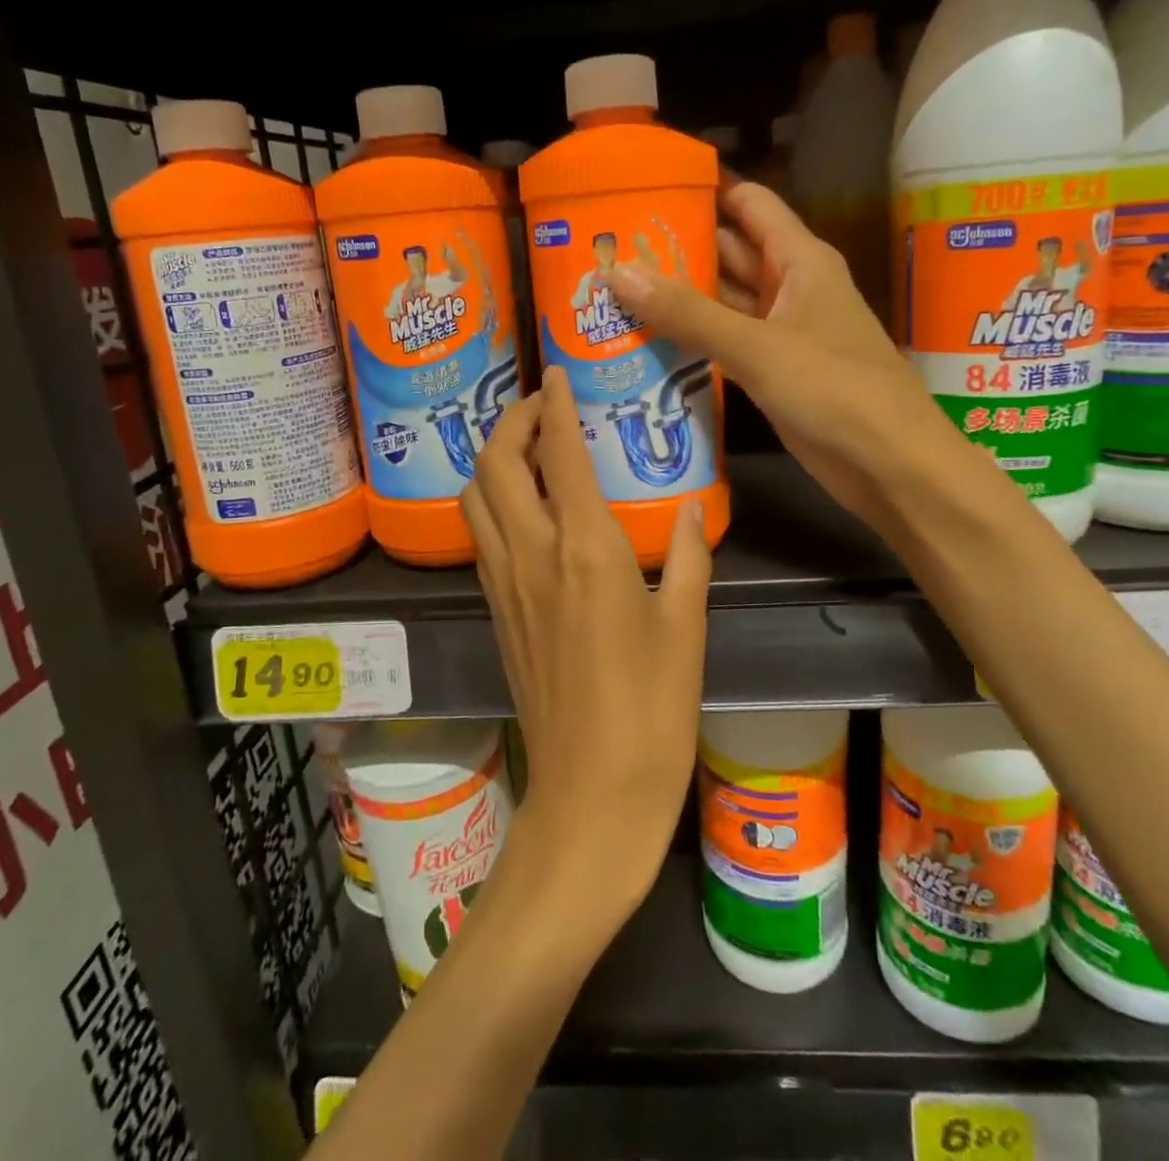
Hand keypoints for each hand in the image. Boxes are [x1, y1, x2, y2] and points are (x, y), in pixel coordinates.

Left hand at [460, 366, 711, 924]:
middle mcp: (532, 556)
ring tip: (526, 448)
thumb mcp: (685, 628)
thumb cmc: (651, 713)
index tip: (557, 373)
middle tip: (540, 407)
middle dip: (511, 421)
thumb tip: (693, 507)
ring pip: (475, 498)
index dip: (555, 406)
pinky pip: (481, 536)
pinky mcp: (495, 612)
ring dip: (491, 459)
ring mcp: (504, 585)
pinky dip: (490, 500)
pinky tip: (522, 506)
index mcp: (585, 551)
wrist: (590, 795)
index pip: (559, 455)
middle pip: (495, 465)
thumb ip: (689, 557)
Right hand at [608, 180, 953, 533]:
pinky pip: (724, 344)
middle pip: (729, 252)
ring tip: (612, 288)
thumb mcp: (757, 346)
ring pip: (723, 302)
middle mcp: (790, 288)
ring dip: (679, 297)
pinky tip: (645, 340)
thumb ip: (688, 312)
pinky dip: (691, 341)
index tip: (647, 182)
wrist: (889, 465)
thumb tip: (618, 273)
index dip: (705, 187)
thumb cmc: (835, 389)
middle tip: (609, 244)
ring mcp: (781, 333)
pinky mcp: (772, 373)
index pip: (749, 204)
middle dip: (677, 246)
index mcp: (800, 261)